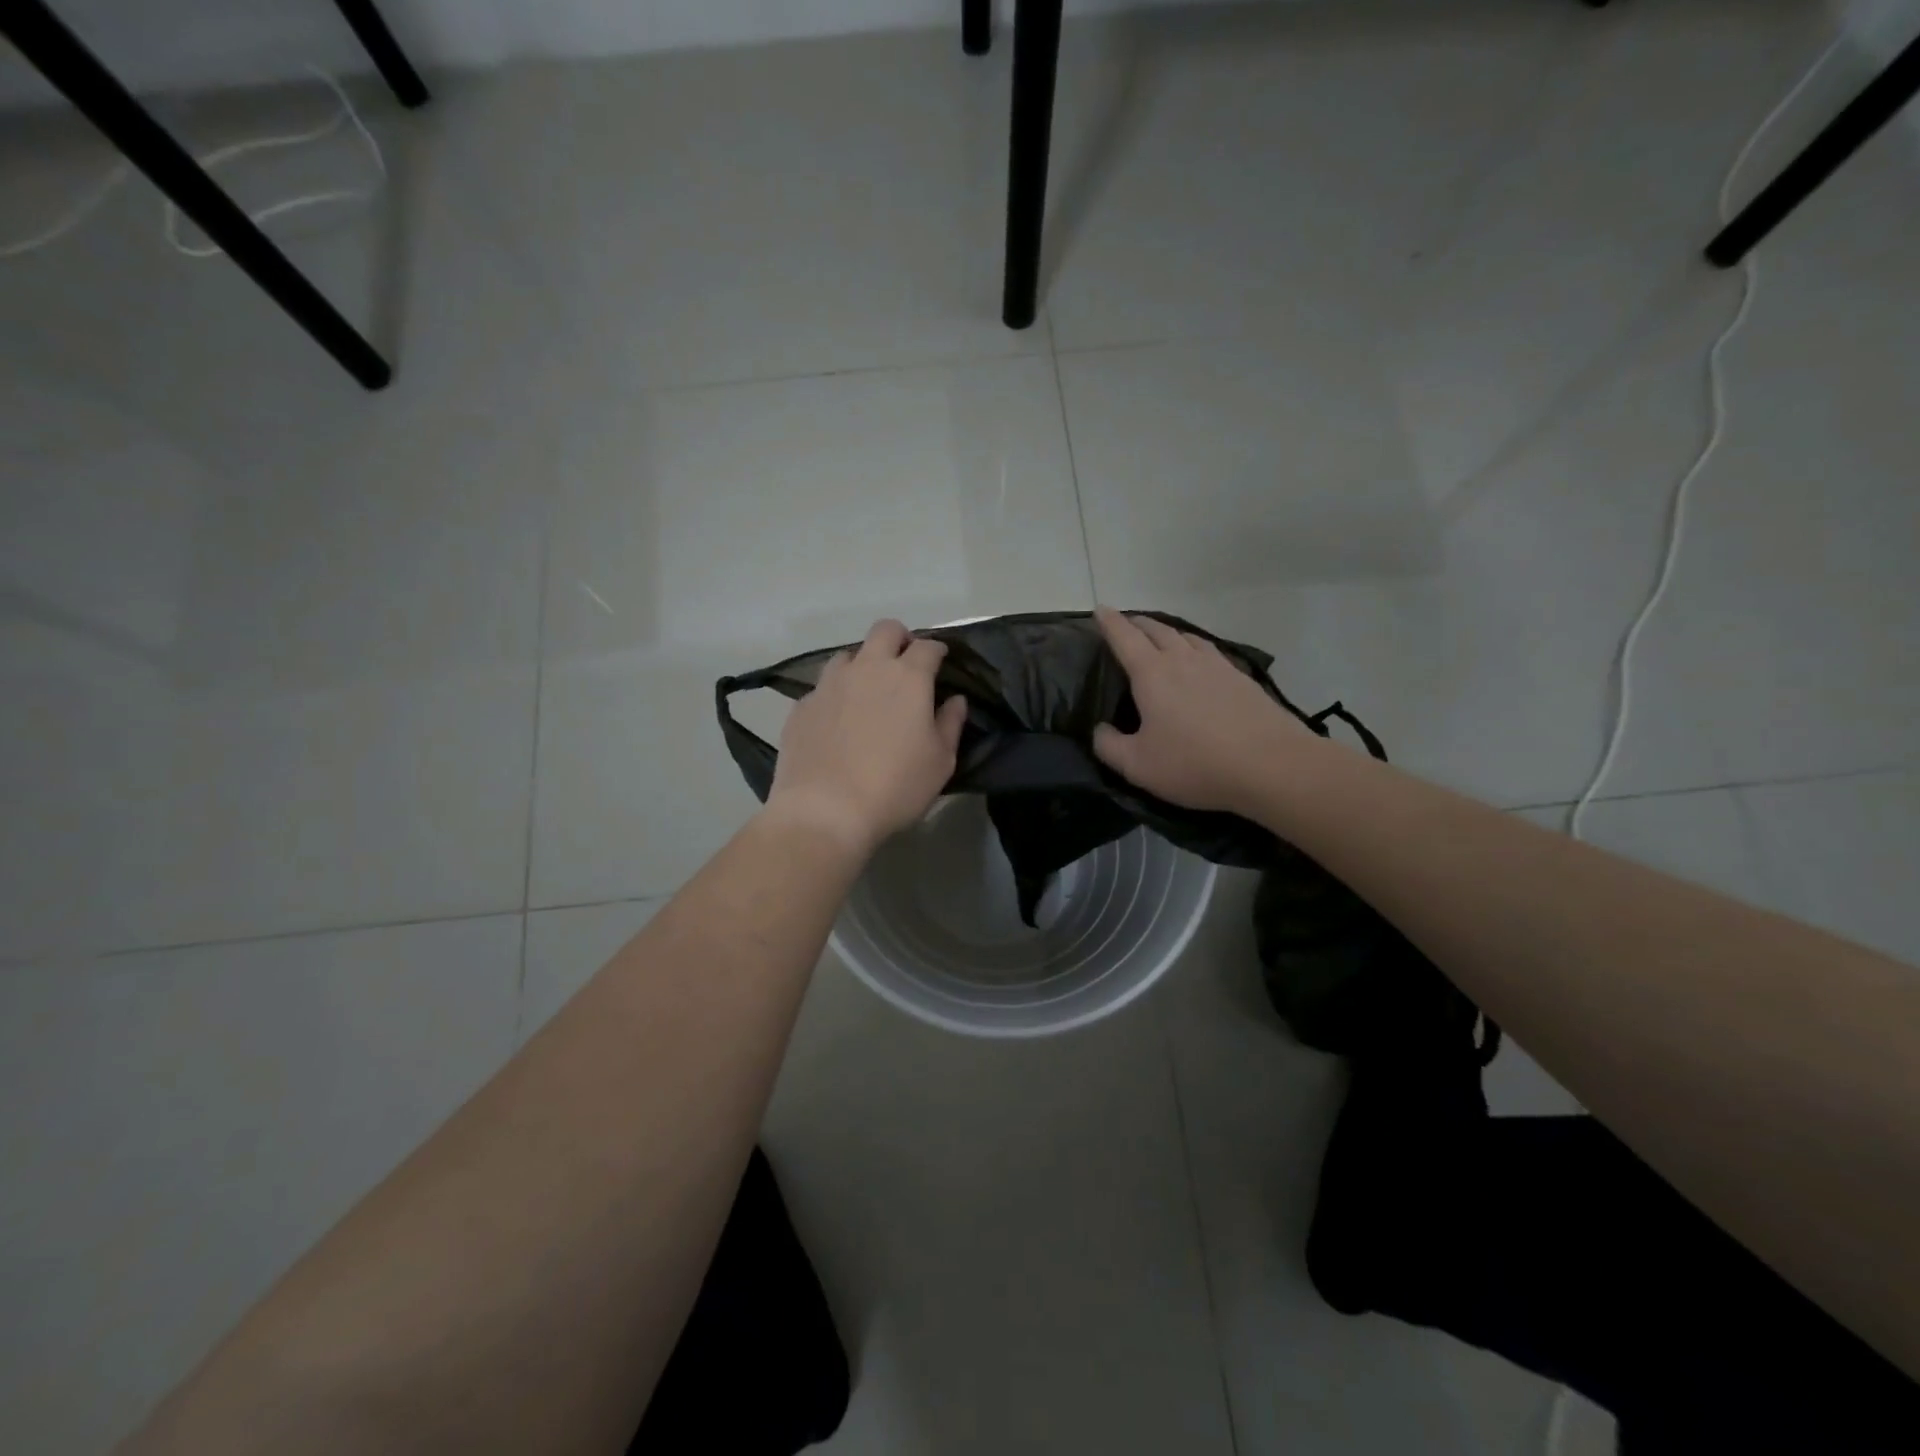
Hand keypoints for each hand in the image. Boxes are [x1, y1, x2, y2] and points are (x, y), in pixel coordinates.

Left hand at [765, 619, 968, 859]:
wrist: (825, 810)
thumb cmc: (895, 787)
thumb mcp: (940, 762)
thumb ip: (951, 724)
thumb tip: (955, 700)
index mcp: (907, 678)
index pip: (927, 646)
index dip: (937, 650)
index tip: (941, 663)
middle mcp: (867, 669)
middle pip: (885, 630)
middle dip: (899, 639)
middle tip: (904, 663)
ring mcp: (829, 684)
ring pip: (848, 655)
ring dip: (862, 664)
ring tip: (867, 692)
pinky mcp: (802, 705)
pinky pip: (823, 688)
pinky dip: (836, 695)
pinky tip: (837, 722)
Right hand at [1091, 606, 1312, 812]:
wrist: (1271, 766)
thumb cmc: (1195, 764)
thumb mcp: (1137, 765)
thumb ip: (1109, 746)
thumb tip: (1100, 729)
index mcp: (1152, 674)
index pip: (1124, 638)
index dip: (1109, 622)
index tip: (1100, 609)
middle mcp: (1183, 660)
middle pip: (1157, 630)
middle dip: (1137, 623)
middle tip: (1126, 624)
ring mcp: (1217, 666)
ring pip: (1187, 637)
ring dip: (1168, 632)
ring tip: (1161, 637)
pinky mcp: (1242, 679)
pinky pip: (1210, 651)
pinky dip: (1195, 647)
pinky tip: (1200, 659)